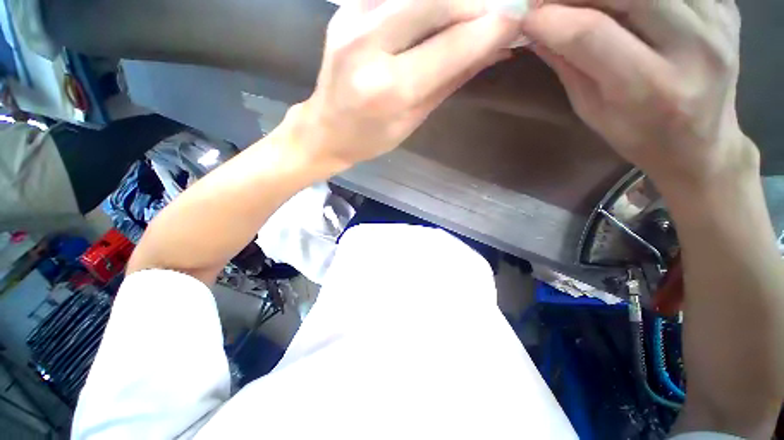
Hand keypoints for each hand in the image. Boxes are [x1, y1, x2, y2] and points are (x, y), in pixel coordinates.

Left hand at [293, 0, 526, 168]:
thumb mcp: (414, 119)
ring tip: (472, 10)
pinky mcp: (346, 8)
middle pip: (435, 1)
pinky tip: (438, 11)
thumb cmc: (371, 138)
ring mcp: (352, 19)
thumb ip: (451, 79)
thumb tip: (493, 48)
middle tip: (500, 8)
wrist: (326, 129)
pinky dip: (424, 0)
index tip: (518, 19)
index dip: (490, 28)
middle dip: (475, 2)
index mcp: (389, 89)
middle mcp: (368, 45)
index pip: (452, 46)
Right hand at [521, 0, 754, 186]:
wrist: (701, 143)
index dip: (549, 18)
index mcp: (651, 88)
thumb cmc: (639, 136)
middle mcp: (693, 47)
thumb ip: (568, 65)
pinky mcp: (725, 6)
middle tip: (550, 2)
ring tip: (586, 5)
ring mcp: (716, 21)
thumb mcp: (592, 111)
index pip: (589, 33)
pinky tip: (623, 5)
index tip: (524, 18)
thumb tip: (536, 29)